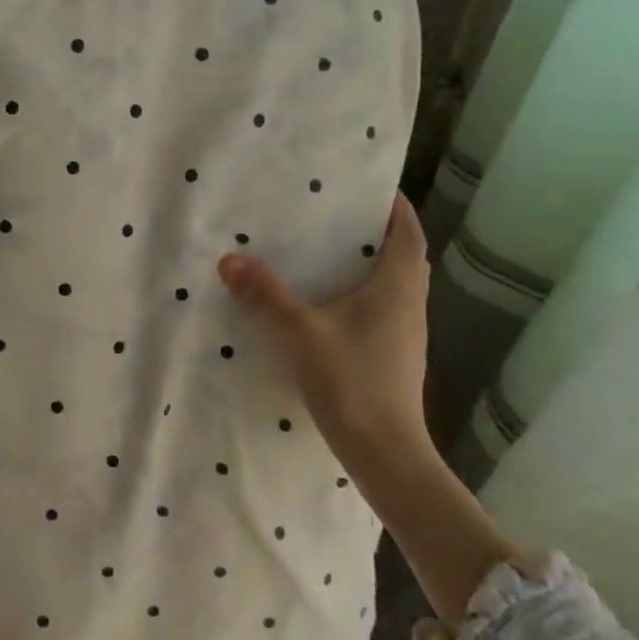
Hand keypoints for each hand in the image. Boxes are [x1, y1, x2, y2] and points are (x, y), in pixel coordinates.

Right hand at [218, 192, 432, 473]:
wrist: (384, 452)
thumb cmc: (351, 381)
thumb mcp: (299, 333)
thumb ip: (265, 295)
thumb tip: (229, 259)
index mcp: (398, 286)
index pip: (408, 231)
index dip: (395, 206)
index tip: (370, 187)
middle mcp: (409, 304)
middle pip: (402, 255)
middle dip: (375, 232)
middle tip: (336, 215)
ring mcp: (405, 333)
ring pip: (392, 284)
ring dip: (367, 264)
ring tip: (325, 252)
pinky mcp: (393, 355)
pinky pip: (380, 309)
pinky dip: (359, 294)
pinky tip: (325, 303)